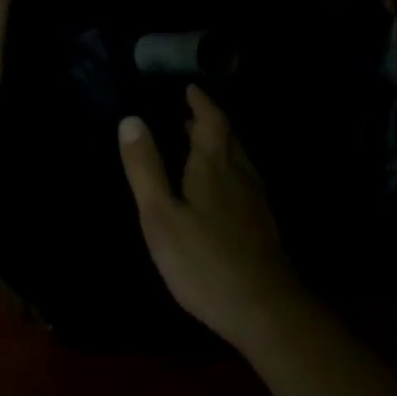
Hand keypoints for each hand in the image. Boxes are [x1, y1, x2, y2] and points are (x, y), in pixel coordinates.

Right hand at [118, 85, 308, 348]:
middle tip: (187, 115)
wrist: (265, 308)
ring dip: (220, 146)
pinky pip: (245, 181)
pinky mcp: (263, 224)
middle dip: (208, 122)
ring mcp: (256, 200)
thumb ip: (145, 167)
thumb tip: (131, 118)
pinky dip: (229, 171)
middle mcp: (240, 173)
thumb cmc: (204, 259)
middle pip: (228, 137)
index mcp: (213, 165)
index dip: (201, 101)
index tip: (189, 88)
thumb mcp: (160, 214)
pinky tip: (222, 191)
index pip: (211, 120)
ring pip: (239, 160)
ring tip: (199, 147)